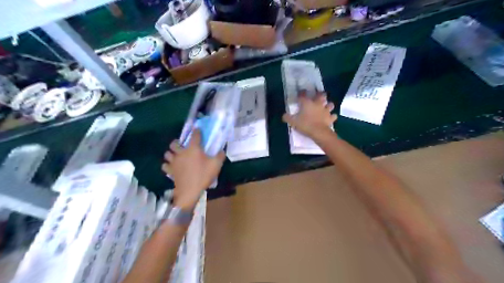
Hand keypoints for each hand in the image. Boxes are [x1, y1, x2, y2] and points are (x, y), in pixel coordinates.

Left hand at [163, 129, 224, 208]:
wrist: (190, 191)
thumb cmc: (203, 175)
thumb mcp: (216, 165)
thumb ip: (220, 156)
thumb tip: (222, 150)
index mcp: (193, 149)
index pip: (194, 135)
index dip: (196, 131)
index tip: (198, 130)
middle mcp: (181, 153)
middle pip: (174, 143)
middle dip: (177, 142)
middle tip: (183, 146)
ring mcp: (174, 162)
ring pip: (167, 153)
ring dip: (171, 153)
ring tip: (176, 155)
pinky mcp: (170, 171)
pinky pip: (165, 165)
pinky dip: (168, 165)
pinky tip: (172, 166)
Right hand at [281, 91, 335, 137]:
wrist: (318, 132)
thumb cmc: (305, 124)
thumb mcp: (293, 122)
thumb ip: (287, 117)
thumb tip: (284, 115)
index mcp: (307, 103)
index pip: (303, 95)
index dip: (301, 93)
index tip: (300, 92)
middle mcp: (317, 104)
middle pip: (321, 95)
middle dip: (320, 95)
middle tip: (318, 96)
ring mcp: (325, 110)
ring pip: (330, 104)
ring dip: (328, 105)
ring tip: (326, 107)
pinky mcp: (330, 118)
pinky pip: (333, 116)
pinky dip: (332, 116)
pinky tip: (330, 117)